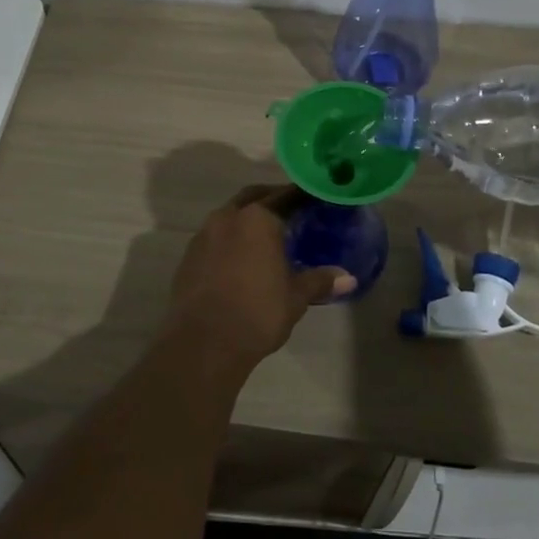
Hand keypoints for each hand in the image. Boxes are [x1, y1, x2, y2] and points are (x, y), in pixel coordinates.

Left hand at [165, 185, 355, 371]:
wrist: (203, 343)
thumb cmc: (257, 313)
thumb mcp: (295, 297)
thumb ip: (320, 281)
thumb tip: (349, 279)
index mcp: (258, 219)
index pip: (286, 196)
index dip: (302, 196)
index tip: (315, 198)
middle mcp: (228, 217)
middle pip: (254, 197)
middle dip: (272, 199)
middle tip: (292, 210)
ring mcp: (204, 235)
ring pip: (230, 214)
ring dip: (247, 218)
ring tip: (266, 235)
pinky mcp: (189, 256)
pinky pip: (214, 236)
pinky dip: (230, 238)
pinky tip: (240, 258)